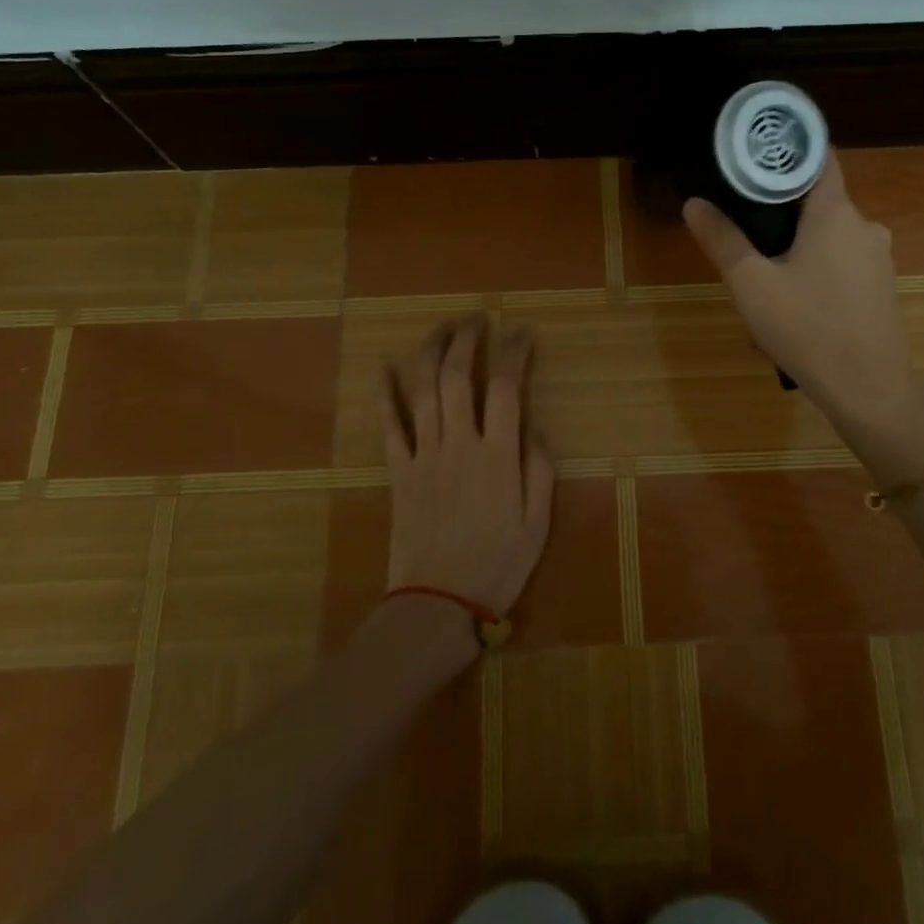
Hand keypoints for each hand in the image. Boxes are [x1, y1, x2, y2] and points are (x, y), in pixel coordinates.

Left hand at [380, 315, 555, 618]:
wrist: (437, 604)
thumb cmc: (497, 565)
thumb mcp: (537, 523)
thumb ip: (540, 470)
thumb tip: (535, 428)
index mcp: (497, 455)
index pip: (505, 386)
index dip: (514, 352)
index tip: (522, 332)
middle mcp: (458, 444)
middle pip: (457, 376)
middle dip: (466, 340)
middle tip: (476, 319)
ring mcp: (424, 455)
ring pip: (422, 391)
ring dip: (430, 352)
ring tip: (442, 328)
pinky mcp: (399, 472)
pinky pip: (389, 426)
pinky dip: (385, 394)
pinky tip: (383, 368)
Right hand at [683, 150, 915, 426]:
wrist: (868, 388)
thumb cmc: (807, 327)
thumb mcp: (751, 284)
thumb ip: (722, 240)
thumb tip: (694, 203)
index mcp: (835, 213)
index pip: (819, 158)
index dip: (788, 151)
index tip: (756, 154)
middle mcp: (864, 225)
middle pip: (818, 201)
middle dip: (781, 213)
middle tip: (744, 233)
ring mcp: (878, 258)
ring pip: (828, 237)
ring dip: (797, 249)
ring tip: (763, 280)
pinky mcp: (881, 287)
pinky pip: (841, 264)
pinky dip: (816, 271)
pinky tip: (794, 306)